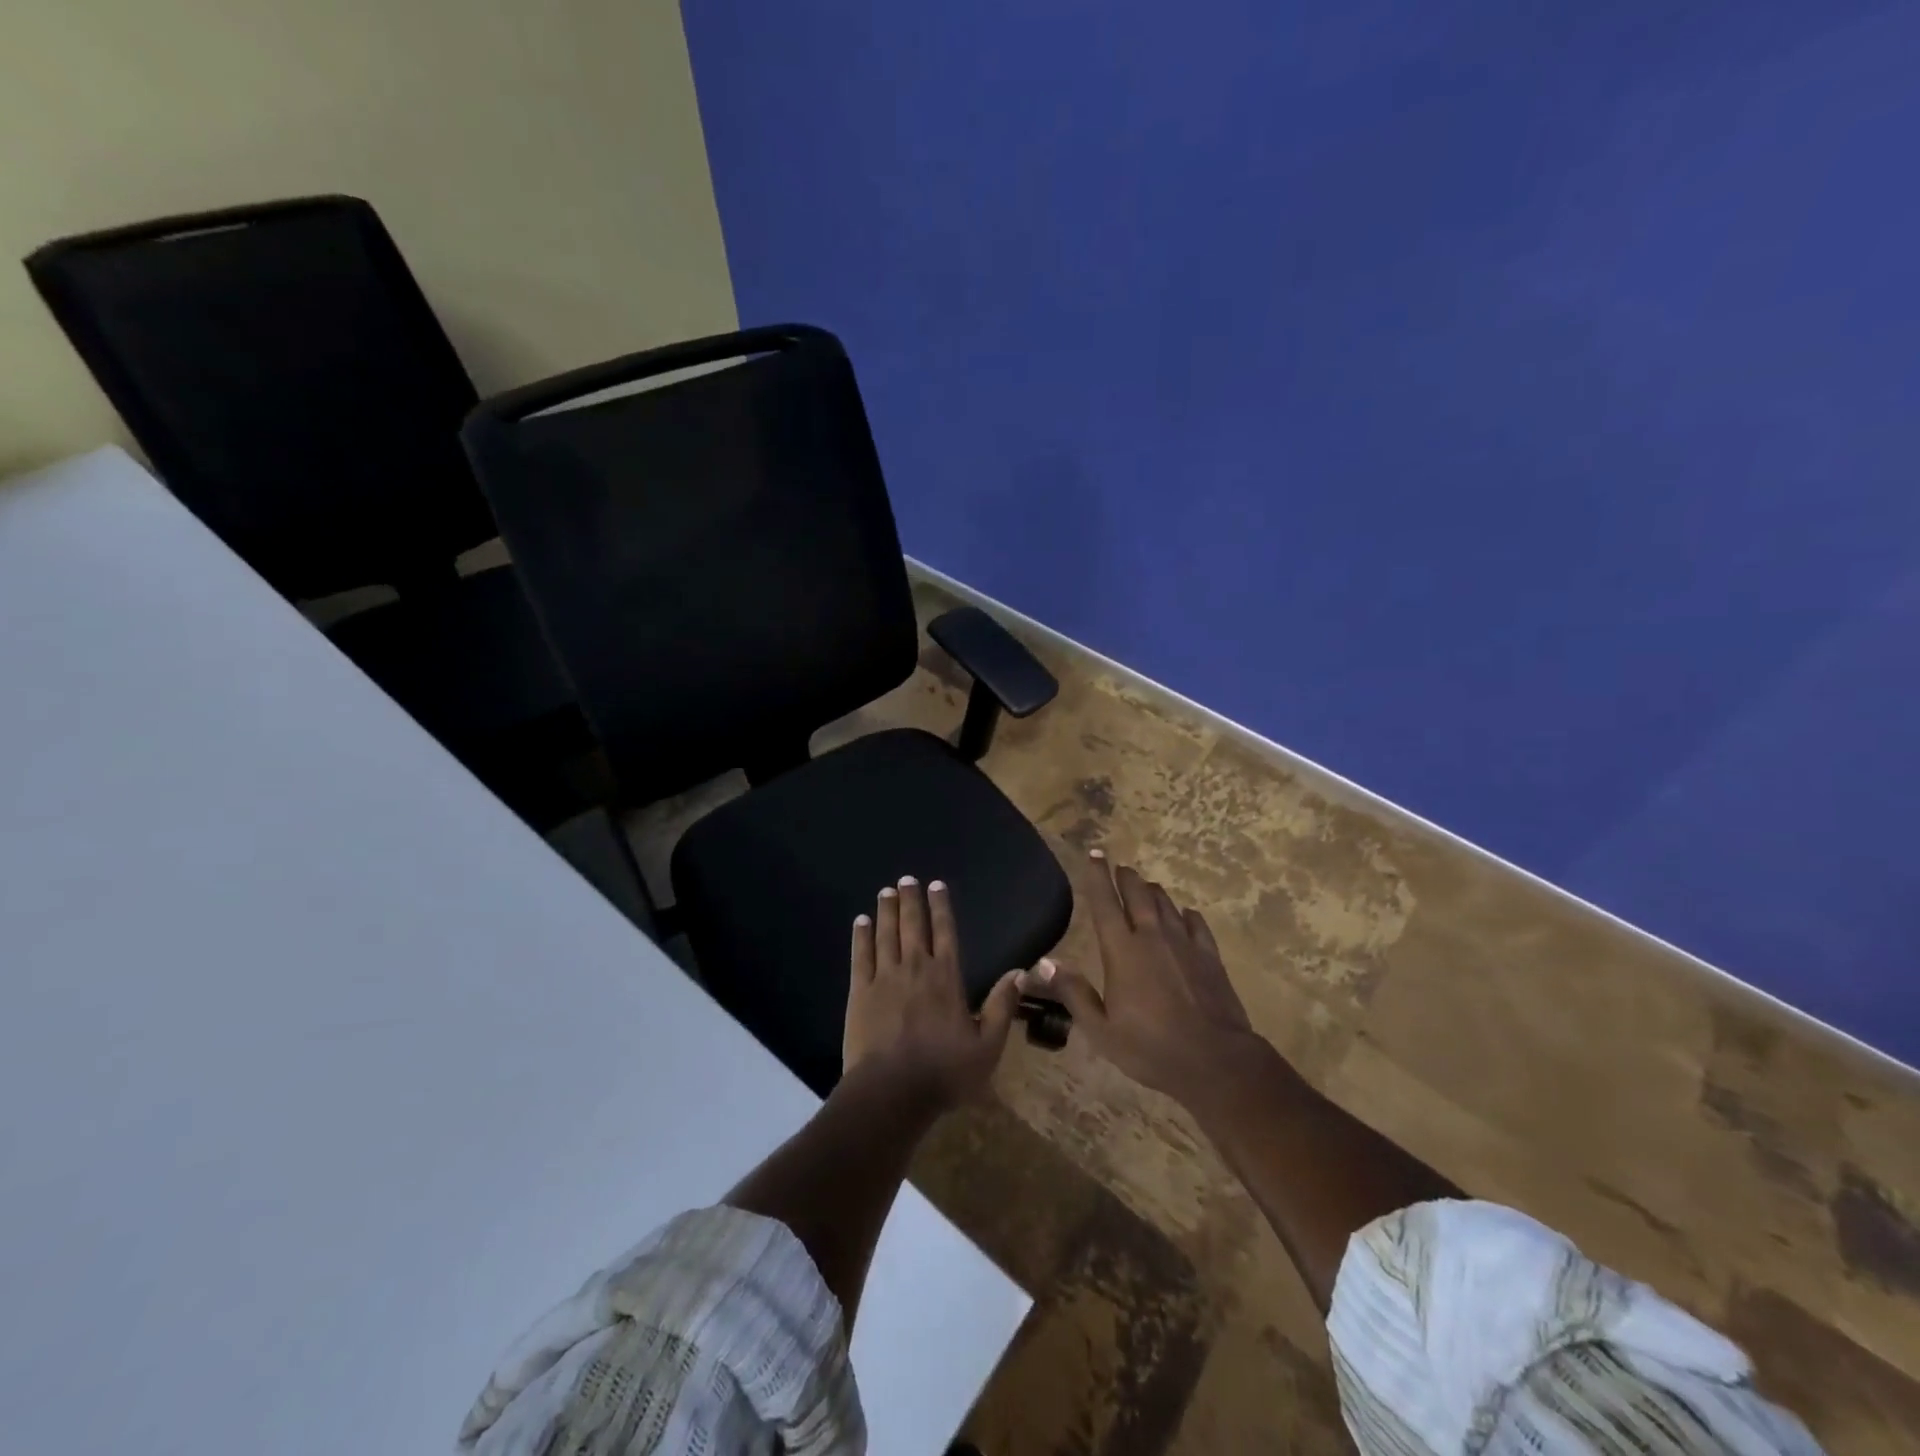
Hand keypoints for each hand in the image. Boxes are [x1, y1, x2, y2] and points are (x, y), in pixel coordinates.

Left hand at [843, 877, 1021, 1107]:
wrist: (891, 1092)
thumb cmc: (944, 1072)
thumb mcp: (987, 1046)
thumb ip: (1002, 1006)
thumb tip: (1020, 972)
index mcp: (947, 978)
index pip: (946, 933)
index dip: (941, 907)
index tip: (936, 885)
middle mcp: (916, 968)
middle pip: (913, 925)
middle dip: (910, 900)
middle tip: (906, 879)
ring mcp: (885, 978)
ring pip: (886, 934)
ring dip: (887, 911)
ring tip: (886, 892)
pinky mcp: (860, 992)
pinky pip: (861, 956)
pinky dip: (861, 936)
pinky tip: (861, 922)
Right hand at [1025, 851, 1258, 1107]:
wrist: (1215, 1061)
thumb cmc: (1151, 1048)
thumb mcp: (1101, 1030)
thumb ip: (1073, 993)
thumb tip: (1044, 962)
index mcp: (1122, 951)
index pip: (1105, 903)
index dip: (1097, 877)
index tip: (1095, 854)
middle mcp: (1152, 937)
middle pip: (1138, 895)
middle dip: (1127, 878)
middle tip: (1120, 868)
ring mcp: (1184, 944)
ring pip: (1166, 905)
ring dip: (1153, 892)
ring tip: (1146, 886)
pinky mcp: (1210, 957)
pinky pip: (1196, 924)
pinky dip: (1186, 914)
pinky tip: (1185, 914)